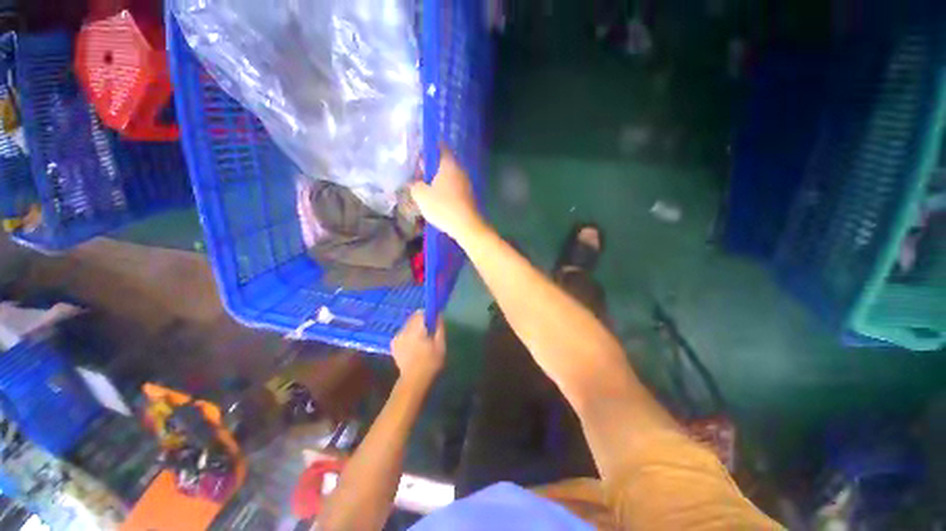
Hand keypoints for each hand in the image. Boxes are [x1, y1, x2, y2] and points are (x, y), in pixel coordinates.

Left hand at [390, 312, 445, 385]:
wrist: (413, 380)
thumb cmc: (430, 362)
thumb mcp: (440, 344)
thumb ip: (439, 327)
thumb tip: (438, 314)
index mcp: (416, 330)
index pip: (420, 313)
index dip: (428, 314)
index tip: (433, 321)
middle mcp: (404, 330)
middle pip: (413, 318)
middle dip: (421, 321)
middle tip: (429, 332)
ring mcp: (397, 337)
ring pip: (408, 325)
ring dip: (415, 328)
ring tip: (422, 340)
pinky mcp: (393, 344)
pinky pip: (403, 333)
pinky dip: (408, 335)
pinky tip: (413, 345)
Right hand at [409, 150, 483, 240]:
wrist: (467, 226)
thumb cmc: (443, 207)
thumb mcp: (421, 196)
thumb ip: (414, 185)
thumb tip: (414, 183)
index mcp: (449, 165)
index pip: (441, 148)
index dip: (430, 149)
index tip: (421, 155)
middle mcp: (460, 171)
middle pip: (445, 163)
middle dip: (433, 167)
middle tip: (420, 174)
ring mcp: (467, 184)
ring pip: (451, 177)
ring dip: (440, 180)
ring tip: (428, 188)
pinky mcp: (469, 197)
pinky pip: (455, 188)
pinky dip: (447, 190)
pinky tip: (439, 199)